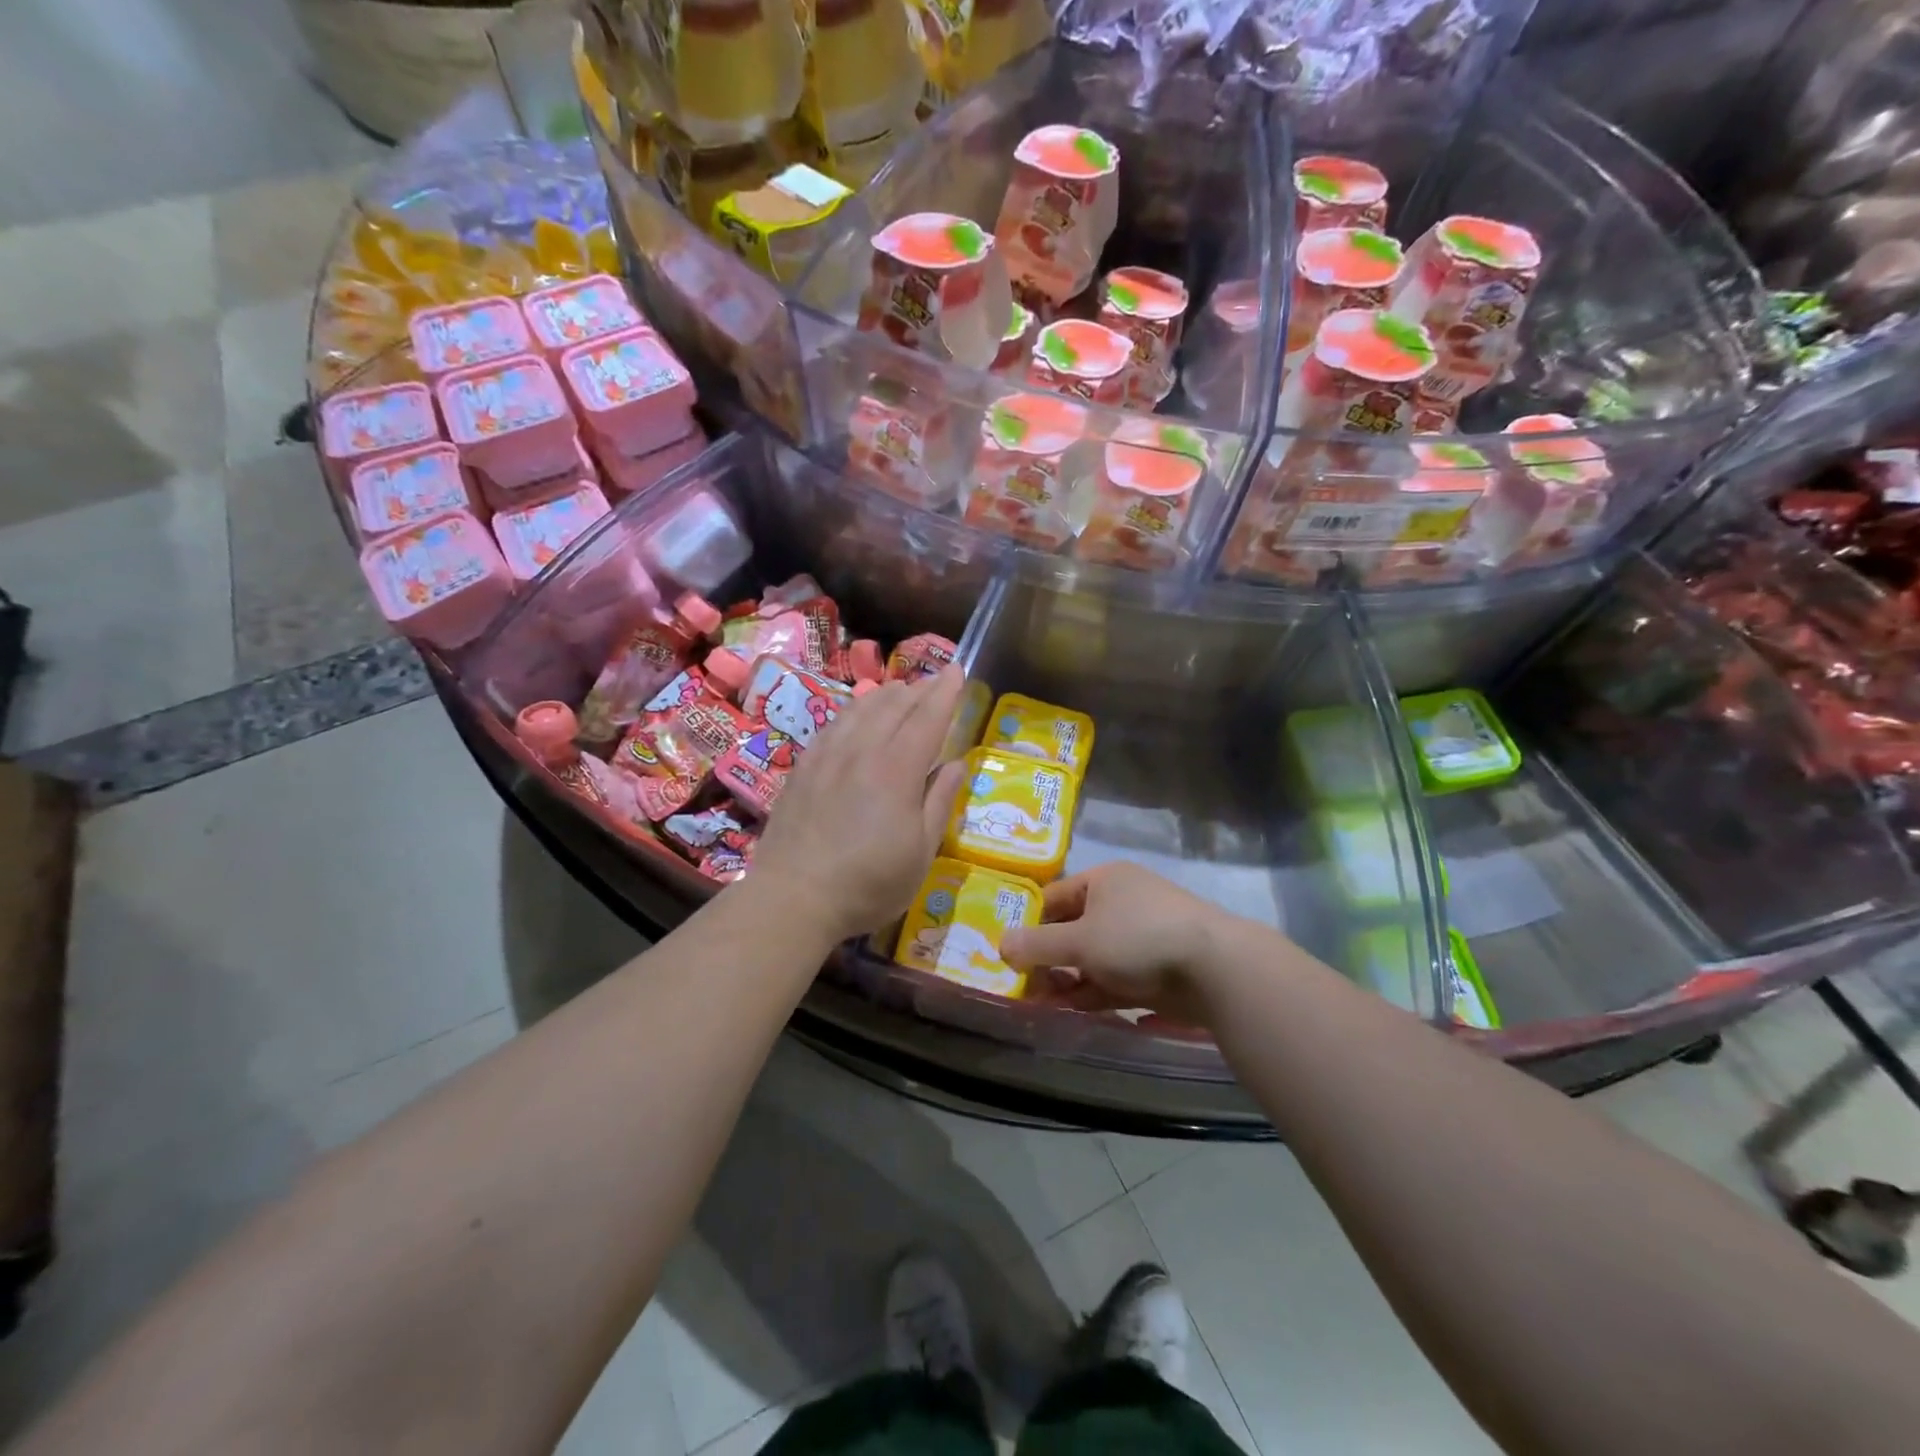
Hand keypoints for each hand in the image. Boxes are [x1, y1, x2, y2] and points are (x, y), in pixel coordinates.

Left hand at [752, 667, 967, 944]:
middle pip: (894, 705)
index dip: (945, 692)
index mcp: (897, 769)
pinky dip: (854, 710)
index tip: (957, 670)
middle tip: (935, 682)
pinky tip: (857, 715)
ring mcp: (828, 755)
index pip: (927, 717)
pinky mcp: (804, 767)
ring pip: (861, 708)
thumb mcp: (921, 852)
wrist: (794, 896)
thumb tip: (956, 764)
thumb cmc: (869, 882)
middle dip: (919, 689)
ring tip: (901, 690)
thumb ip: (940, 802)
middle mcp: (863, 750)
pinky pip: (834, 724)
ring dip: (886, 695)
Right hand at [998, 862, 1226, 1021]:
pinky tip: (1074, 1013)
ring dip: (1069, 982)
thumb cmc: (1137, 938)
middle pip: (1074, 930)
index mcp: (1104, 881)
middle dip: (1049, 960)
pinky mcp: (1158, 970)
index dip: (1030, 922)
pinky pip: (1117, 980)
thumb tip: (1000, 945)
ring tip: (1042, 1006)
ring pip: (1094, 960)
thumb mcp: (1079, 941)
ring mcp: (1143, 938)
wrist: (1216, 969)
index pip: (1055, 897)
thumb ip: (1037, 946)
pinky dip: (1095, 994)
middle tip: (1024, 987)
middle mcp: (1123, 904)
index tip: (1008, 951)